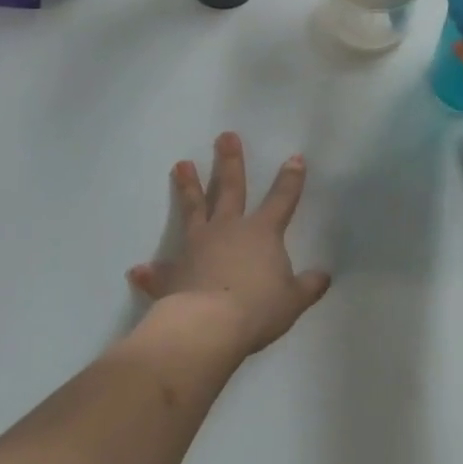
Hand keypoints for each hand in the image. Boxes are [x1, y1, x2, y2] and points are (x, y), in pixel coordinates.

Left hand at [127, 133, 331, 358]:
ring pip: (193, 210)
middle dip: (230, 161)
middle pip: (231, 188)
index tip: (295, 157)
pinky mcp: (173, 273)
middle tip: (225, 136)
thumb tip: (324, 276)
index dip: (291, 179)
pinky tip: (138, 269)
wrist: (207, 327)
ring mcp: (197, 247)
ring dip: (188, 187)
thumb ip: (308, 286)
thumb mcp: (292, 300)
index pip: (282, 199)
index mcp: (262, 233)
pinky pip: (161, 271)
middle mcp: (228, 230)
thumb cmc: (256, 309)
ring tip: (181, 165)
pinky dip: (151, 272)